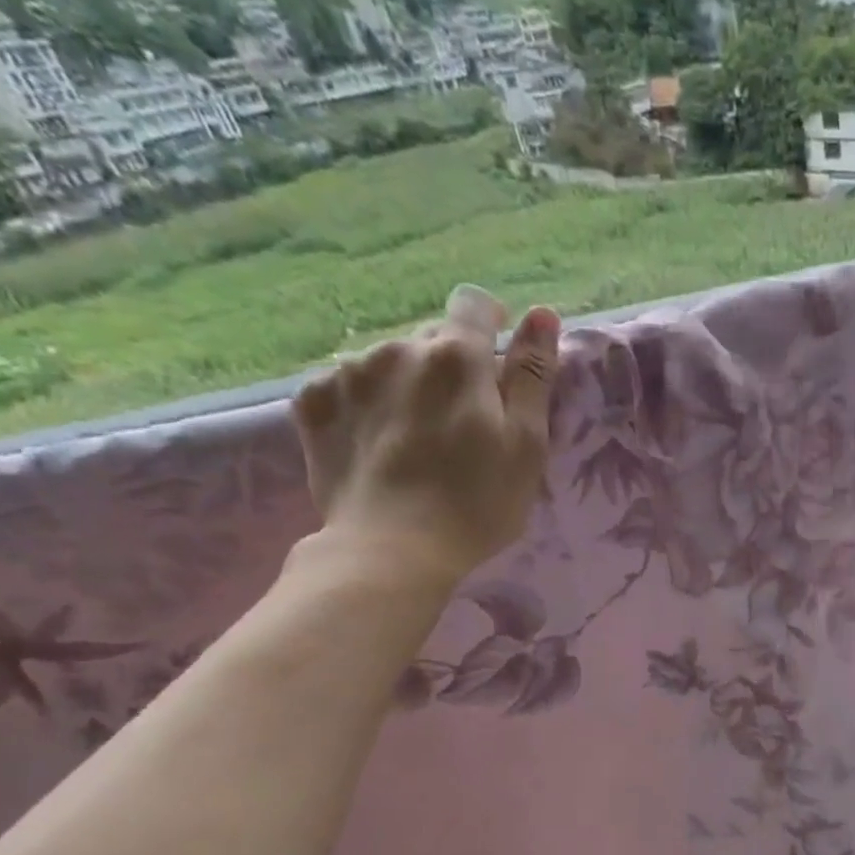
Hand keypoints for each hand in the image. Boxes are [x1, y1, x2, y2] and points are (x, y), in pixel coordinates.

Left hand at [292, 285, 560, 584]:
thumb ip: (533, 375)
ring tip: (416, 438)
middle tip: (463, 422)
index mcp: (457, 357)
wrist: (391, 550)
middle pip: (432, 338)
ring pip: (389, 361)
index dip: (491, 322)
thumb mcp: (526, 444)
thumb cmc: (477, 503)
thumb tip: (542, 313)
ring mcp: (348, 373)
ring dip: (408, 384)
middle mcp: (398, 348)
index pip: (475, 304)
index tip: (498, 358)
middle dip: (451, 366)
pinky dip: (366, 403)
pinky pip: (346, 384)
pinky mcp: (312, 402)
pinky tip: (377, 443)